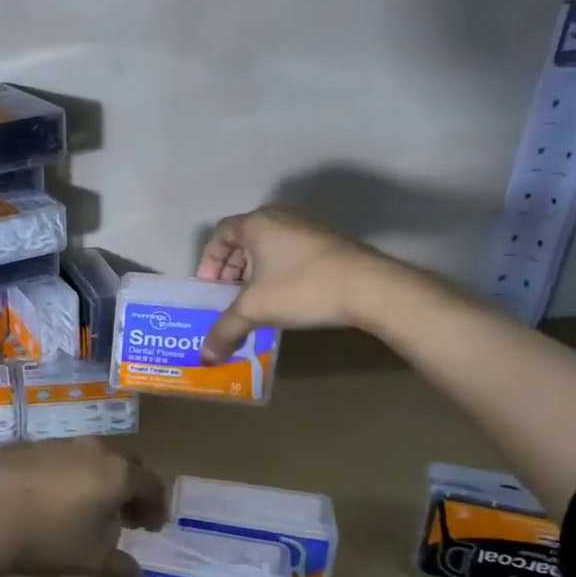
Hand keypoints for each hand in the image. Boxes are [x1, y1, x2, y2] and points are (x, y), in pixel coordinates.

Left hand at [0, 438, 165, 576]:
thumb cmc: (50, 538)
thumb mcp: (90, 560)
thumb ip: (120, 566)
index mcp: (116, 473)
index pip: (151, 484)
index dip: (156, 507)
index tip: (151, 528)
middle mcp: (93, 451)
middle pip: (124, 466)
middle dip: (130, 491)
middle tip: (126, 518)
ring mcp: (60, 445)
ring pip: (92, 460)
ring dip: (99, 482)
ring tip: (89, 511)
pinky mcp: (32, 448)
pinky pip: (63, 460)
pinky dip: (70, 477)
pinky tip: (55, 501)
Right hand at [196, 208, 401, 361]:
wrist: (370, 288)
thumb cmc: (301, 288)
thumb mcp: (255, 310)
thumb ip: (225, 330)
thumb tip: (205, 358)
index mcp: (257, 224)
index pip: (220, 234)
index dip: (209, 261)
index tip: (209, 287)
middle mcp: (280, 218)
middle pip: (243, 241)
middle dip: (230, 271)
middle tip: (228, 298)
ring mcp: (307, 230)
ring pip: (268, 250)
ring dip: (254, 275)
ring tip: (254, 304)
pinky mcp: (327, 245)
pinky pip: (289, 256)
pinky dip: (277, 275)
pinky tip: (283, 301)